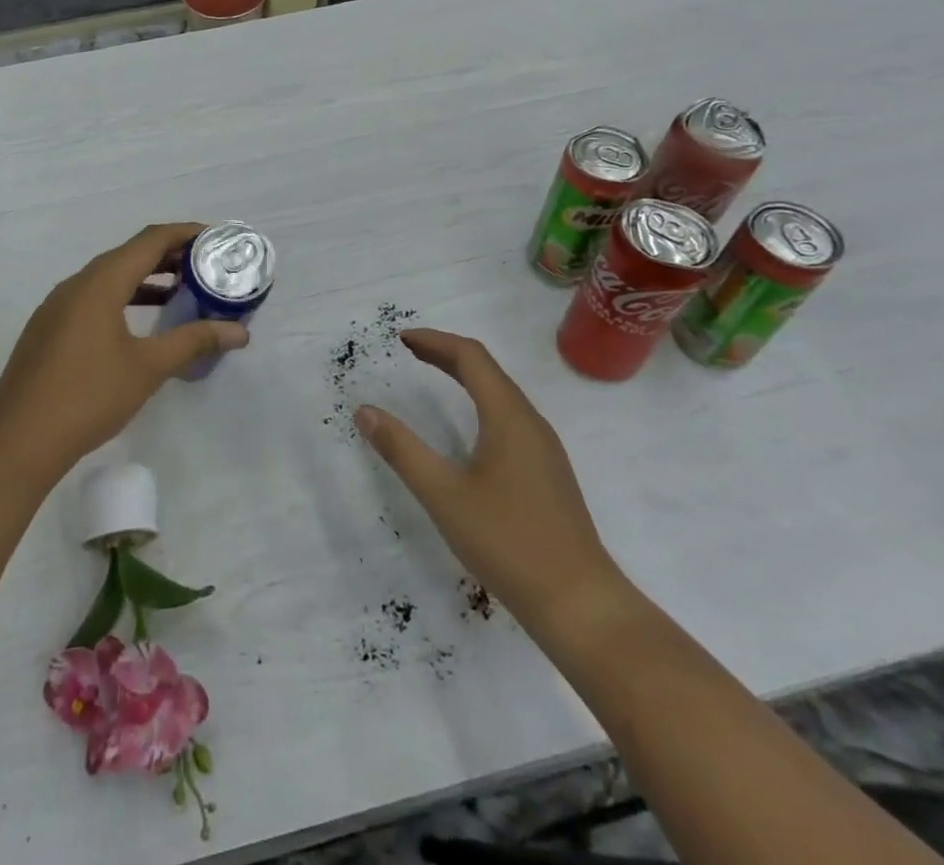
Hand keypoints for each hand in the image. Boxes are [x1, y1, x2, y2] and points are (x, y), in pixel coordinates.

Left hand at [0, 223, 248, 482]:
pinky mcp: (49, 328)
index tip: (216, 239)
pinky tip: (139, 323)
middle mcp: (76, 284)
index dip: (184, 234)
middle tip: (205, 267)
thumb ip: (193, 341)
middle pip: (128, 254)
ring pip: (109, 277)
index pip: (149, 240)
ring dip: (145, 278)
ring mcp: (57, 306)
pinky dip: (122, 297)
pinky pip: (93, 297)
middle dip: (168, 256)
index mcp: (100, 283)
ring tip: (181, 291)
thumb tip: (240, 331)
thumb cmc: (89, 396)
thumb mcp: (148, 367)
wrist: (19, 439)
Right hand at [356, 329, 626, 635]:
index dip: (435, 341)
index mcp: (508, 417)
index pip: (471, 357)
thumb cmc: (508, 542)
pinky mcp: (547, 472)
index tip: (401, 339)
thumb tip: (364, 411)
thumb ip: (402, 450)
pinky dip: (479, 401)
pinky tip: (468, 426)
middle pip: (487, 370)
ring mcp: (544, 449)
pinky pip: (509, 416)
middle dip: (446, 353)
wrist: (580, 604)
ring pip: (501, 393)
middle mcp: (530, 422)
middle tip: (409, 351)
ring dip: (465, 376)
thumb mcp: (443, 495)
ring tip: (432, 375)